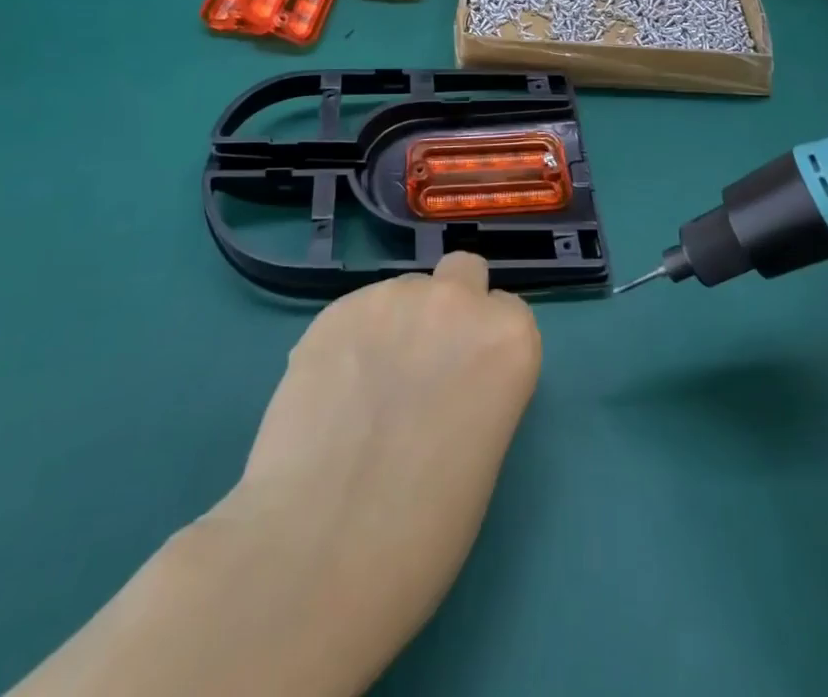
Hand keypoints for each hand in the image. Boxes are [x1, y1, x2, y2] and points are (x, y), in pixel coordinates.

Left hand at [201, 253, 539, 693]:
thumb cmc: (422, 532)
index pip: (508, 313)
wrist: (319, 552)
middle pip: (463, 274)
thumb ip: (478, 388)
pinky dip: (350, 341)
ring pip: (404, 292)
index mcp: (508, 339)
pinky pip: (356, 312)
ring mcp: (392, 298)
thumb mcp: (483, 452)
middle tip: (421, 366)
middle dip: (450, 307)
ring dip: (396, 325)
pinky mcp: (335, 309)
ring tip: (363, 391)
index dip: (487, 348)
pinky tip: (329, 394)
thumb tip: (447, 380)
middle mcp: (456, 301)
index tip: (467, 384)